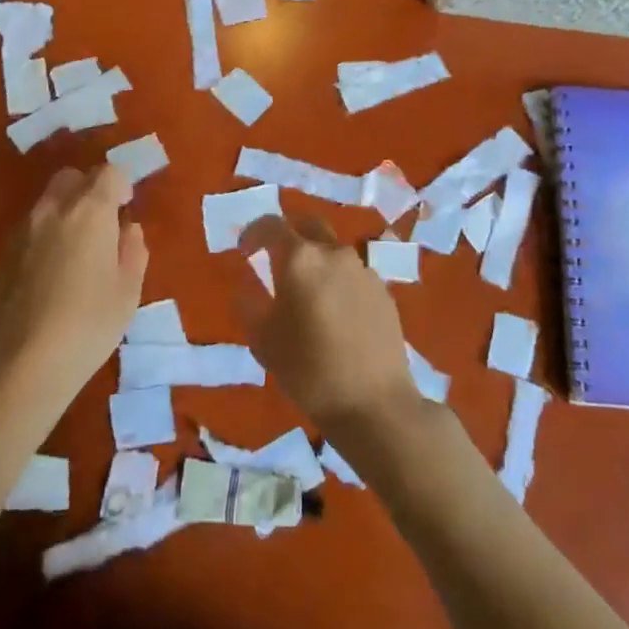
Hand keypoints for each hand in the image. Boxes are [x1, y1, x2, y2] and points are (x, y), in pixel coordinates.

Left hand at [0, 164, 148, 426]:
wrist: (19, 364)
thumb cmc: (87, 327)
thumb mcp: (127, 293)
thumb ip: (133, 251)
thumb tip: (128, 229)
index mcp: (89, 212)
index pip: (108, 173)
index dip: (122, 186)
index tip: (126, 210)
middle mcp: (52, 210)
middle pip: (71, 177)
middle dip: (89, 190)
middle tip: (102, 224)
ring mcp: (21, 230)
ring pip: (47, 202)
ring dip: (65, 213)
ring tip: (76, 254)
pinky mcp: (1, 254)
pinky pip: (29, 229)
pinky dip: (45, 236)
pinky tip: (50, 275)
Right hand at [237, 214, 421, 440]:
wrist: (374, 403)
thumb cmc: (309, 370)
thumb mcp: (263, 341)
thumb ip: (250, 305)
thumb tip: (246, 288)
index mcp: (299, 259)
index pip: (271, 226)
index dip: (253, 233)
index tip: (244, 251)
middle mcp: (334, 253)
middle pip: (308, 226)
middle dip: (288, 235)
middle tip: (275, 258)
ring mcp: (364, 270)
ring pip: (333, 250)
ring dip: (315, 260)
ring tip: (306, 293)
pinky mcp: (384, 291)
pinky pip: (352, 274)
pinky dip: (337, 280)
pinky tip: (334, 313)